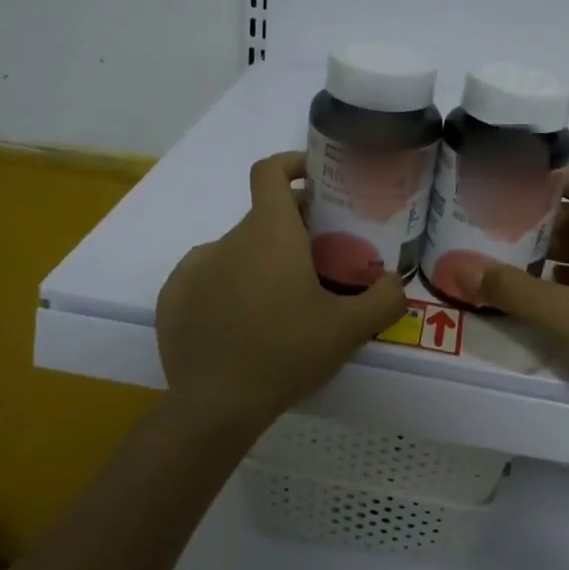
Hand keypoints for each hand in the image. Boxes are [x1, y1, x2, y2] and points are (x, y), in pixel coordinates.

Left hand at [156, 151, 409, 433]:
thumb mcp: (349, 330)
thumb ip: (385, 299)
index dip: (292, 163)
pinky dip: (228, 287)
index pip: (271, 172)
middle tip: (319, 264)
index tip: (314, 177)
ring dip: (261, 263)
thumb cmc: (287, 354)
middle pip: (263, 219)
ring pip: (237, 251)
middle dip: (292, 231)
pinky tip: (242, 324)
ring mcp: (194, 268)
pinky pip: (208, 278)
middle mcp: (227, 240)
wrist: (216, 405)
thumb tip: (396, 282)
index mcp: (269, 234)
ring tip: (281, 304)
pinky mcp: (173, 298)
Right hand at [467, 171, 568, 431]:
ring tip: (509, 262)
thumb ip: (510, 290)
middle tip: (499, 227)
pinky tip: (537, 299)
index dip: (558, 180)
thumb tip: (461, 267)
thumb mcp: (561, 314)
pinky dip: (564, 282)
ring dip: (551, 254)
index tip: (518, 187)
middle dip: (543, 221)